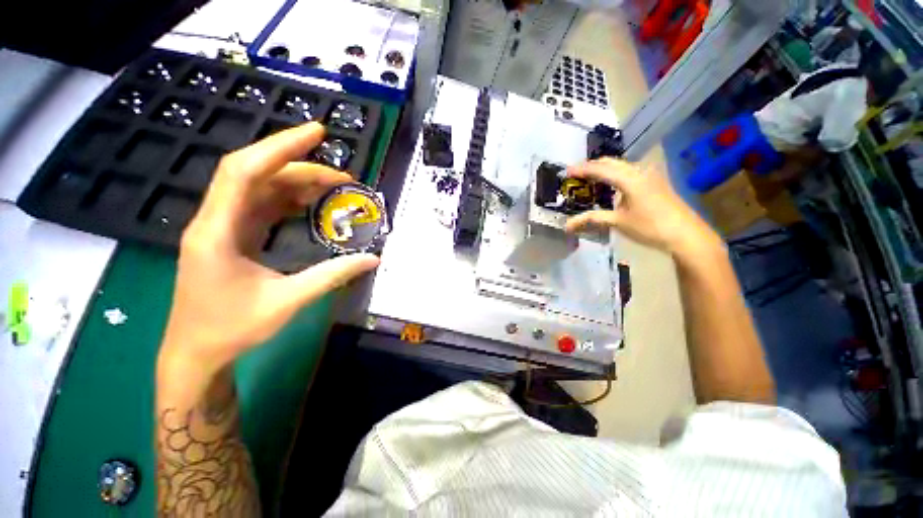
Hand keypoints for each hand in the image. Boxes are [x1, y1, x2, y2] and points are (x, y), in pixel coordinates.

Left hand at [159, 122, 379, 377]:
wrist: (196, 352)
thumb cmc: (232, 329)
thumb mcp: (288, 301)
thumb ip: (333, 275)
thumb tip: (373, 259)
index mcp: (218, 231)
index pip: (246, 171)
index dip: (281, 147)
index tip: (317, 133)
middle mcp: (215, 220)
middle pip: (255, 173)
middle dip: (299, 165)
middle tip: (342, 173)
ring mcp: (222, 227)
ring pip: (260, 188)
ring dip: (296, 182)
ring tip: (333, 186)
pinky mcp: (231, 236)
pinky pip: (261, 206)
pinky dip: (288, 199)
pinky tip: (310, 202)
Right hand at [564, 158, 719, 255]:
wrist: (686, 234)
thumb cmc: (650, 227)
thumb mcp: (618, 222)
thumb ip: (591, 219)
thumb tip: (567, 225)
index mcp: (629, 179)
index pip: (600, 169)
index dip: (582, 169)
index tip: (567, 172)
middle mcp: (639, 171)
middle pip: (611, 162)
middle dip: (592, 166)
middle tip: (576, 175)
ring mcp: (649, 174)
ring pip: (621, 165)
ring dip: (604, 169)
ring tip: (589, 179)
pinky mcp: (654, 181)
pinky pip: (629, 171)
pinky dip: (615, 174)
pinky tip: (610, 186)